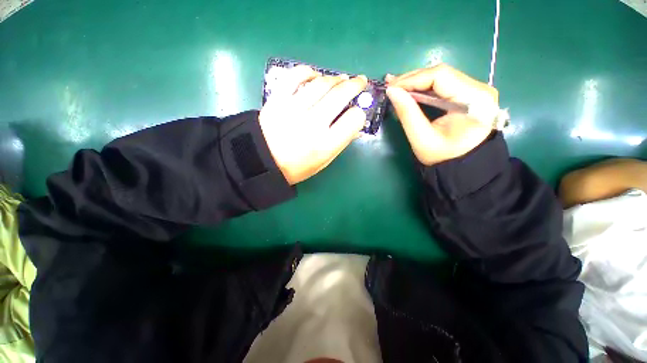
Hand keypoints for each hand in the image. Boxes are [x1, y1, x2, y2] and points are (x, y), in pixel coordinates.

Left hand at [260, 66, 367, 184]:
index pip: (354, 120)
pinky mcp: (277, 99)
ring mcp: (293, 109)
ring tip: (341, 79)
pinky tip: (315, 75)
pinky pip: (295, 76)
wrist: (263, 161)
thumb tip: (355, 126)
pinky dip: (308, 71)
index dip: (359, 114)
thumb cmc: (297, 166)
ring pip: (321, 83)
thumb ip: (340, 143)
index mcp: (325, 145)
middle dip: (355, 85)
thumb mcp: (323, 162)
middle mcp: (312, 124)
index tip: (356, 113)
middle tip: (359, 81)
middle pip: (340, 95)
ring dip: (335, 78)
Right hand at [385, 64, 498, 165]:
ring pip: (442, 76)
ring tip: (396, 86)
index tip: (391, 87)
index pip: (441, 76)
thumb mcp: (421, 138)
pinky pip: (444, 83)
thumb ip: (407, 113)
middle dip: (413, 78)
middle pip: (442, 73)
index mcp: (474, 101)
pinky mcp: (470, 93)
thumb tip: (392, 91)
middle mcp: (480, 89)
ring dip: (417, 81)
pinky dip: (424, 86)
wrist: (462, 166)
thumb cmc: (442, 156)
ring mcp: (477, 89)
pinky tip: (410, 88)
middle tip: (390, 84)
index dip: (413, 79)